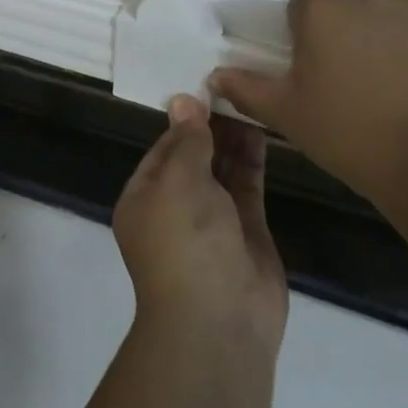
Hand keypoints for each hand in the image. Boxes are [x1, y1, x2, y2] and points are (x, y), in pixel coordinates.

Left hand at [113, 95, 286, 353]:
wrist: (220, 322)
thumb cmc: (185, 241)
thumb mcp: (179, 180)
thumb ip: (188, 139)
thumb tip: (183, 100)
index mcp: (145, 198)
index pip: (164, 147)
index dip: (185, 118)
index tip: (207, 85)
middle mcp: (176, 207)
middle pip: (195, 156)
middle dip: (212, 125)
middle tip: (235, 85)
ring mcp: (214, 220)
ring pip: (223, 169)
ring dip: (234, 137)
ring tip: (250, 98)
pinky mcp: (247, 231)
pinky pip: (248, 185)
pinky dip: (252, 158)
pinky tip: (262, 126)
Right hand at [210, 0, 407, 207]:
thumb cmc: (350, 134)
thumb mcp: (287, 115)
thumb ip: (246, 88)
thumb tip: (215, 74)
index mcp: (320, 9)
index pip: (302, 9)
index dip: (304, 39)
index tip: (314, 73)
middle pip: (343, 7)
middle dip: (342, 33)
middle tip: (350, 81)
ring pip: (382, 12)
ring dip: (378, 34)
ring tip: (389, 83)